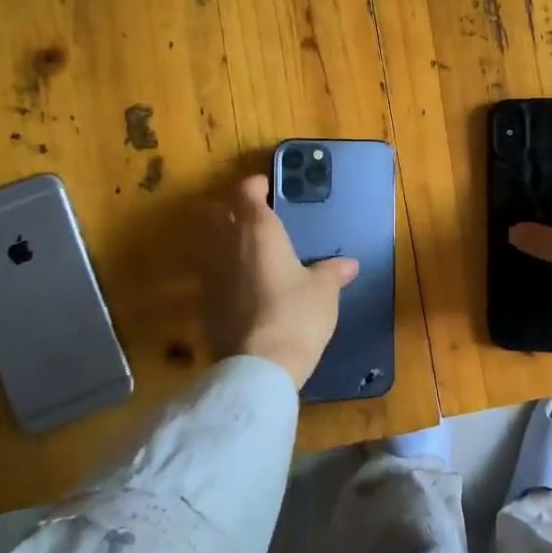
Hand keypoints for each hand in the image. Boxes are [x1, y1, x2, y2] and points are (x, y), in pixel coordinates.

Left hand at [198, 174, 358, 389]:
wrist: (259, 366)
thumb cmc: (296, 315)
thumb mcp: (324, 291)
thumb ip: (332, 272)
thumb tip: (349, 264)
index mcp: (258, 230)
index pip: (245, 191)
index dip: (255, 185)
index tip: (267, 188)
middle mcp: (227, 244)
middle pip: (218, 211)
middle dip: (232, 208)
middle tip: (254, 215)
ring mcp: (209, 274)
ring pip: (208, 242)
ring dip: (222, 238)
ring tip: (246, 248)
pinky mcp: (202, 303)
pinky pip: (208, 274)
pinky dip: (220, 271)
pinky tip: (239, 285)